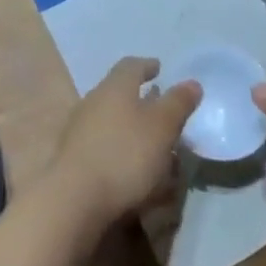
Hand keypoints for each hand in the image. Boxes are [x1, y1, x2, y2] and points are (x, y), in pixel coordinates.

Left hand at [49, 57, 200, 231]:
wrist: (74, 199)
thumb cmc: (124, 155)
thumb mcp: (162, 127)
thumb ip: (177, 104)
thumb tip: (192, 82)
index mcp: (114, 86)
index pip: (131, 66)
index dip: (146, 66)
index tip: (158, 69)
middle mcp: (93, 100)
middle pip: (117, 91)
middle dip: (138, 98)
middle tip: (158, 107)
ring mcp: (78, 129)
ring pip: (109, 119)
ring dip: (129, 126)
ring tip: (150, 143)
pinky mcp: (72, 157)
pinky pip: (101, 144)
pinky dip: (118, 148)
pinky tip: (130, 167)